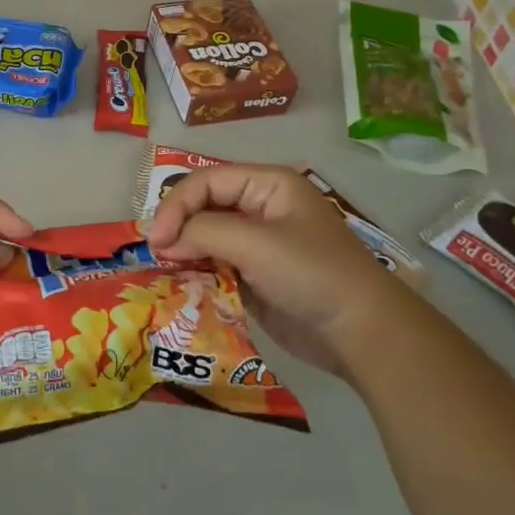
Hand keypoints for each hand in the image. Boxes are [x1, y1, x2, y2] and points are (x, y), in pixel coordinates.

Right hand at [145, 164, 409, 377]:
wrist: (360, 333)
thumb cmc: (311, 273)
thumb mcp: (255, 243)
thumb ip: (203, 232)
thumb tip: (161, 242)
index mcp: (267, 184)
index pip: (207, 181)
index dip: (177, 204)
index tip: (156, 238)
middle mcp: (259, 207)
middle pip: (203, 206)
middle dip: (177, 226)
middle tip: (155, 253)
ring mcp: (256, 243)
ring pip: (204, 237)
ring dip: (183, 251)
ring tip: (162, 269)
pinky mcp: (253, 275)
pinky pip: (214, 265)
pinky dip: (195, 273)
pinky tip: (179, 284)